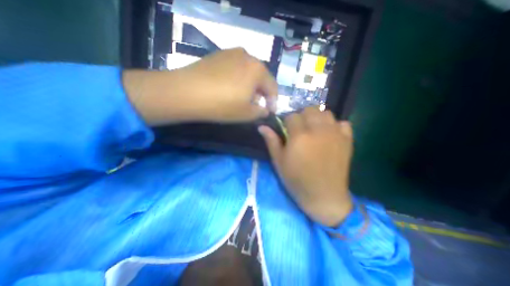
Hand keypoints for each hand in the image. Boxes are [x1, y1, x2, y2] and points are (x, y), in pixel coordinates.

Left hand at [123, 48, 277, 124]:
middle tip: (256, 106)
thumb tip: (265, 109)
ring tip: (243, 98)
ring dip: (250, 86)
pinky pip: (235, 68)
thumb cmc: (222, 105)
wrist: (187, 93)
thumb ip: (261, 112)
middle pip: (261, 77)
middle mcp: (247, 56)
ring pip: (248, 72)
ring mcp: (231, 53)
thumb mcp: (247, 113)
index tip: (269, 112)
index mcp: (258, 69)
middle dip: (261, 93)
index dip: (273, 101)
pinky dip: (238, 79)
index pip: (273, 87)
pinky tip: (230, 89)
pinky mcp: (218, 55)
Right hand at [259, 108, 355, 226]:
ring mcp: (335, 134)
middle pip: (310, 109)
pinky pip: (343, 123)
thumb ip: (271, 141)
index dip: (287, 122)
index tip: (287, 130)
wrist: (324, 197)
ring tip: (314, 130)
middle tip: (300, 129)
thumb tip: (262, 126)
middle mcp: (318, 131)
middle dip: (302, 116)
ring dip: (318, 118)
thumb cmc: (297, 180)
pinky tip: (329, 135)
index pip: (292, 116)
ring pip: (326, 113)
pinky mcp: (347, 141)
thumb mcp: (279, 162)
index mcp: (300, 136)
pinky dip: (335, 126)